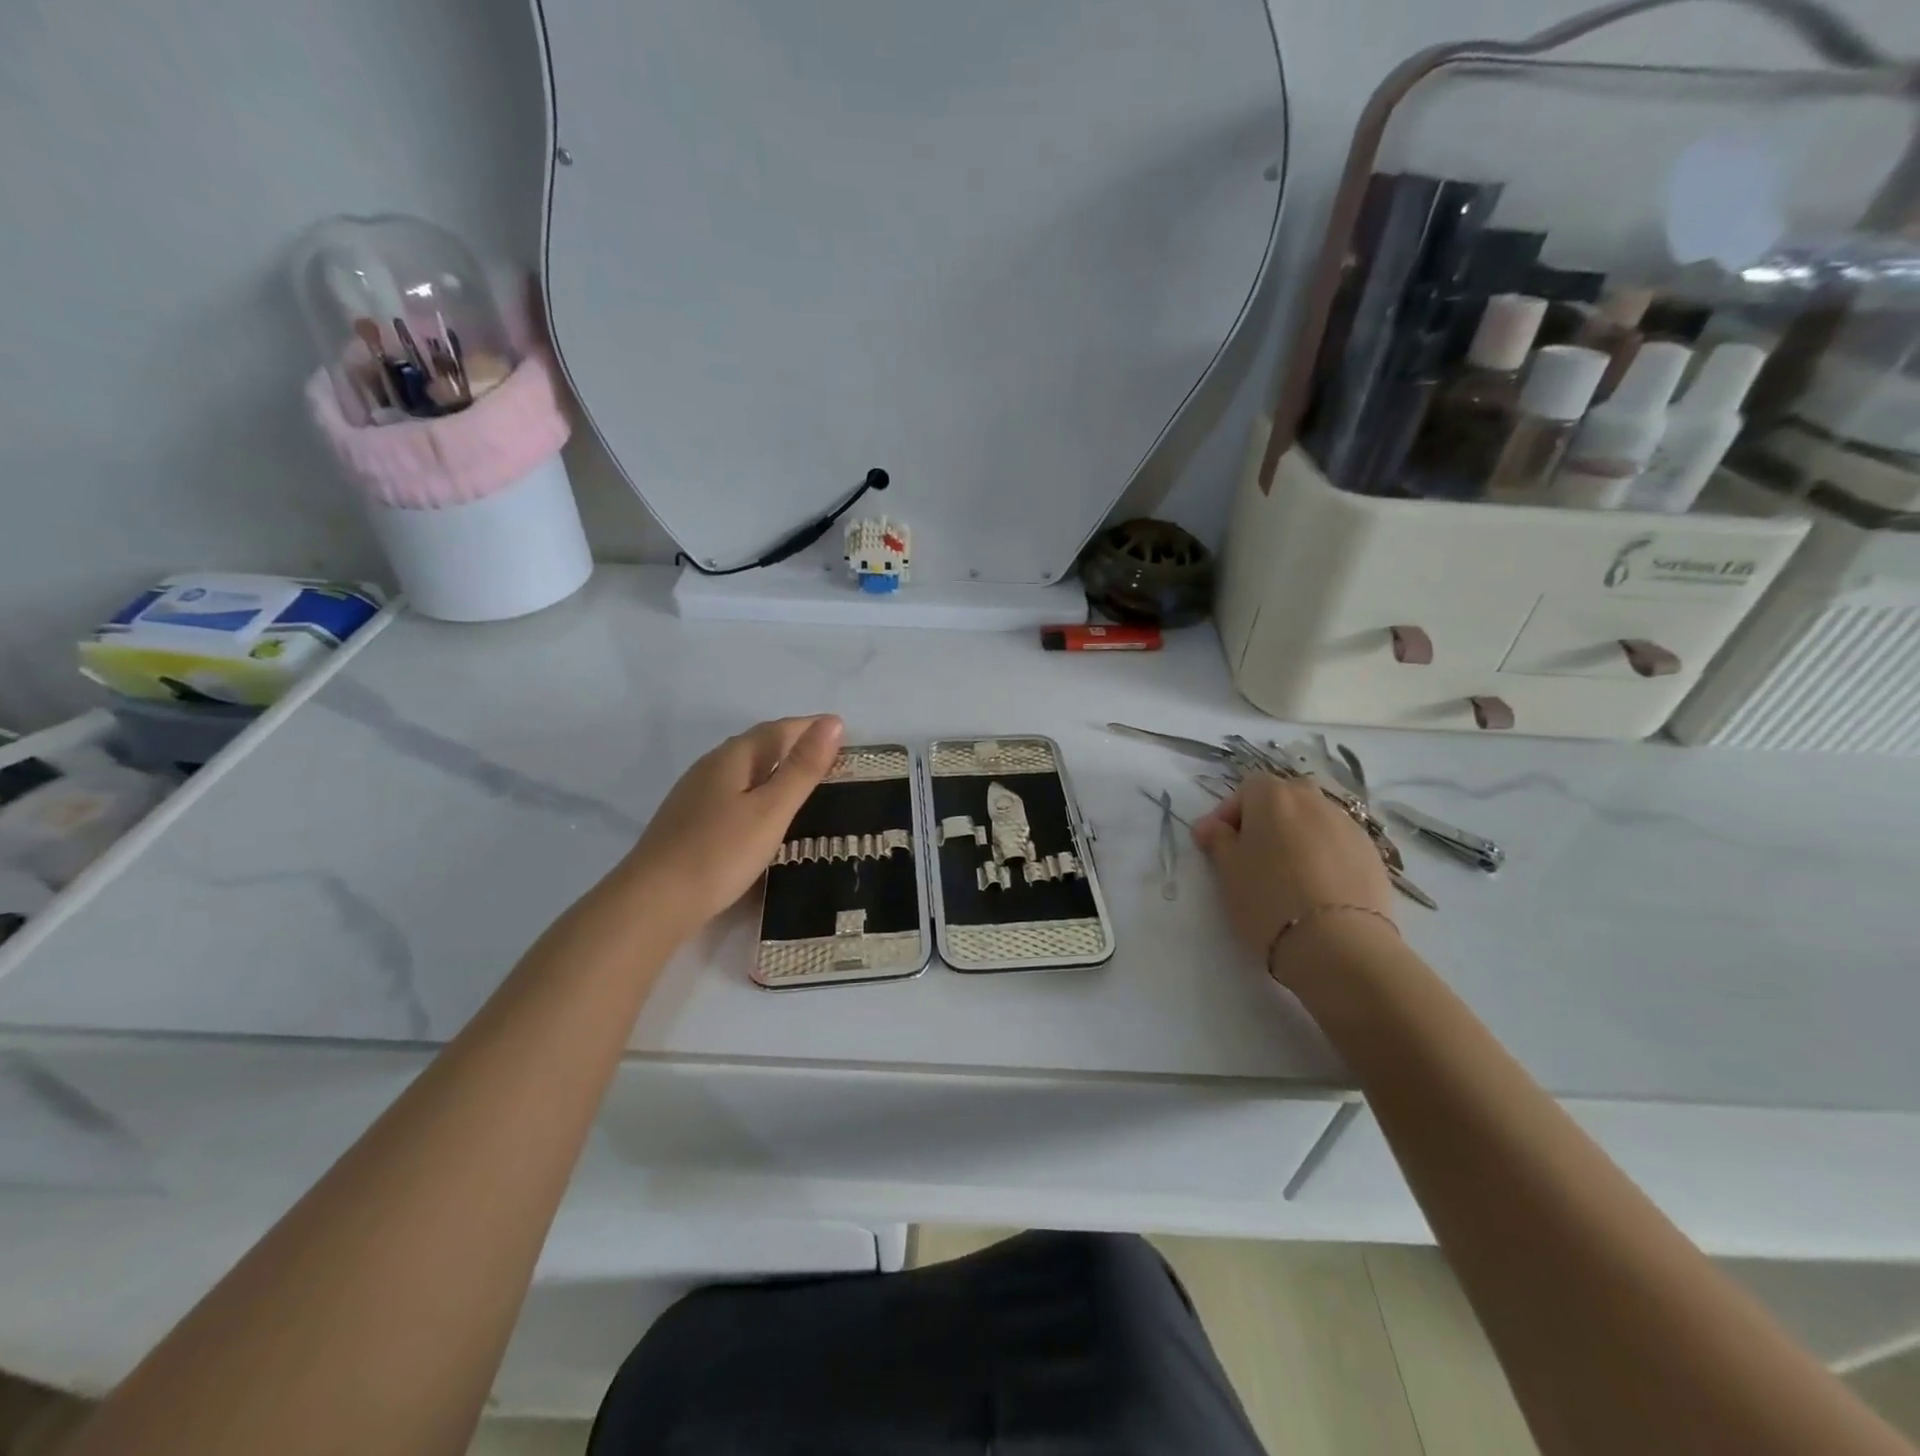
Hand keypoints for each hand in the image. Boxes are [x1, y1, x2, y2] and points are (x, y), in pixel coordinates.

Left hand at [620, 715, 844, 931]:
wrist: (653, 902)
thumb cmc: (720, 853)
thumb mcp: (771, 810)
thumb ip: (802, 768)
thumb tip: (833, 722)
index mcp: (733, 758)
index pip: (778, 729)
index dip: (810, 727)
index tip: (842, 729)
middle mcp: (710, 767)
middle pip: (758, 744)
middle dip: (793, 742)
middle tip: (828, 754)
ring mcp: (694, 794)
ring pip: (742, 769)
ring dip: (774, 766)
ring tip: (802, 780)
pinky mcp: (688, 821)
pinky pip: (732, 791)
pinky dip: (757, 790)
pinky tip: (762, 811)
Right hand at [1192, 775, 1394, 982]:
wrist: (1338, 945)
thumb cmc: (1268, 900)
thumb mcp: (1228, 871)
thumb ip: (1217, 840)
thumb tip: (1209, 826)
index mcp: (1274, 797)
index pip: (1247, 789)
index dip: (1230, 813)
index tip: (1218, 843)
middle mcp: (1314, 801)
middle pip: (1285, 797)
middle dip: (1267, 818)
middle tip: (1253, 854)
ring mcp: (1348, 826)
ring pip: (1315, 820)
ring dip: (1298, 836)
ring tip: (1288, 874)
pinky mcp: (1373, 855)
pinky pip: (1338, 844)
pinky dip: (1324, 855)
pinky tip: (1317, 888)